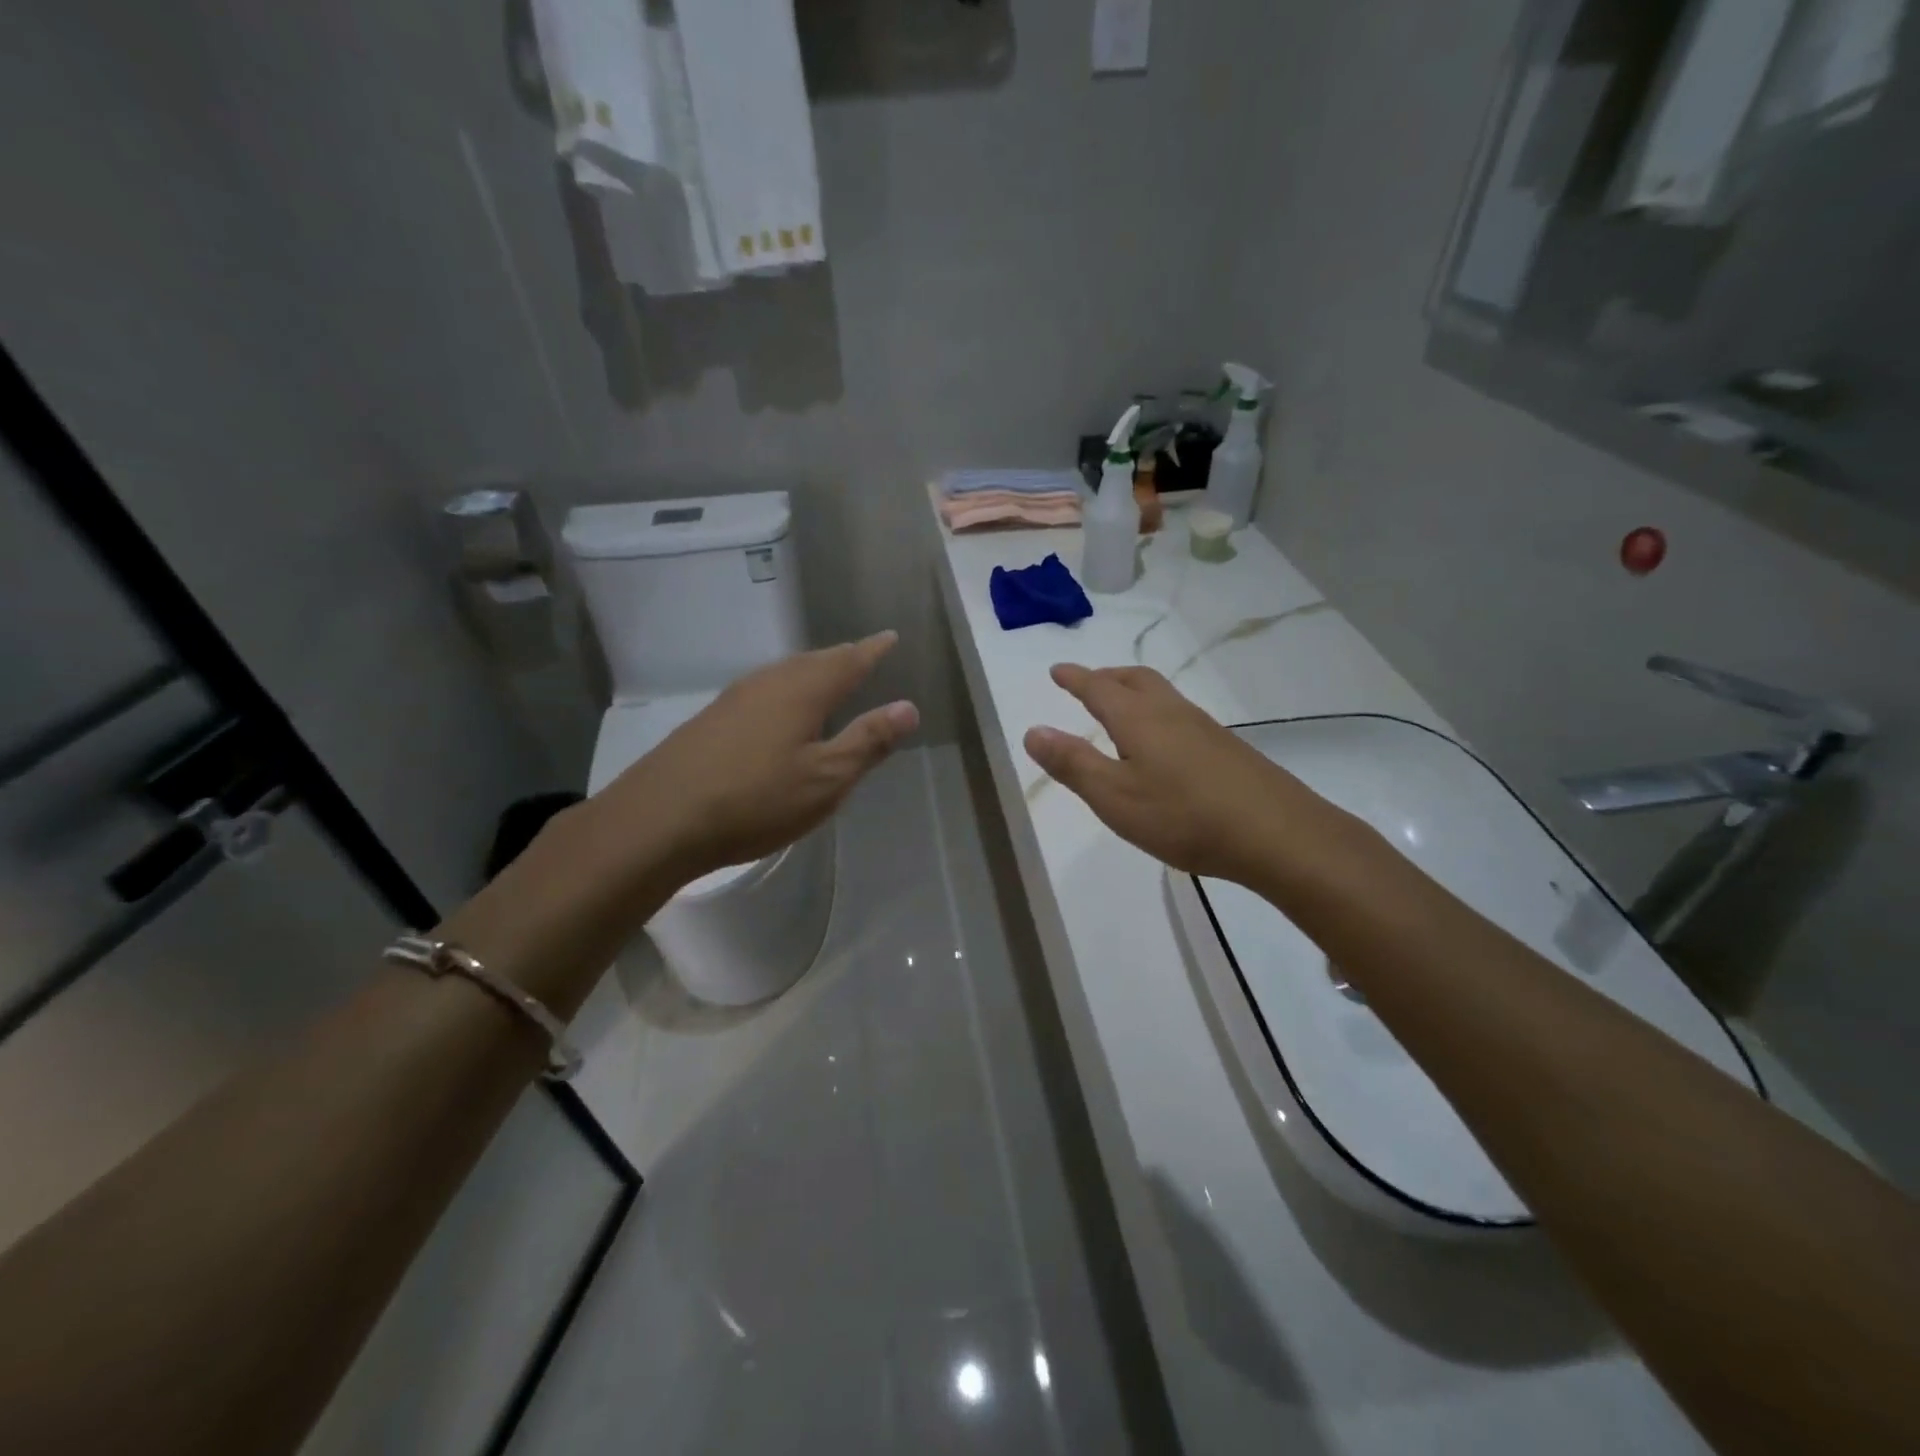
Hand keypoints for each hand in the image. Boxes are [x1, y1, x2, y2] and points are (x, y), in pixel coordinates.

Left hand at [610, 631, 918, 883]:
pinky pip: (763, 691)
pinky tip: (780, 712)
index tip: (890, 637)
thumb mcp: (825, 779)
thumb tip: (908, 707)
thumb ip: (868, 741)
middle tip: (863, 656)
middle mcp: (768, 683)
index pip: (848, 660)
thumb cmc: (755, 800)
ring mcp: (734, 699)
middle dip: (842, 658)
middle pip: (814, 661)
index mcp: (803, 690)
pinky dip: (786, 691)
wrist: (658, 819)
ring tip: (828, 679)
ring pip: (784, 674)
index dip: (872, 650)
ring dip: (812, 672)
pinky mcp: (711, 720)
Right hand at [1023, 664, 1312, 883]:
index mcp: (1138, 719)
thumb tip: (1033, 730)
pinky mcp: (1227, 749)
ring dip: (1134, 692)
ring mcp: (1204, 728)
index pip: (1098, 688)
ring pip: (1162, 695)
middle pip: (1135, 680)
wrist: (1276, 833)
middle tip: (1088, 682)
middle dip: (1106, 676)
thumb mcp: (1114, 796)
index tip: (1057, 670)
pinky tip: (1163, 745)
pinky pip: (1181, 716)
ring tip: (1120, 710)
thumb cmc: (1183, 816)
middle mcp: (1172, 712)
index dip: (1075, 678)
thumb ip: (1072, 763)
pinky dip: (1157, 714)